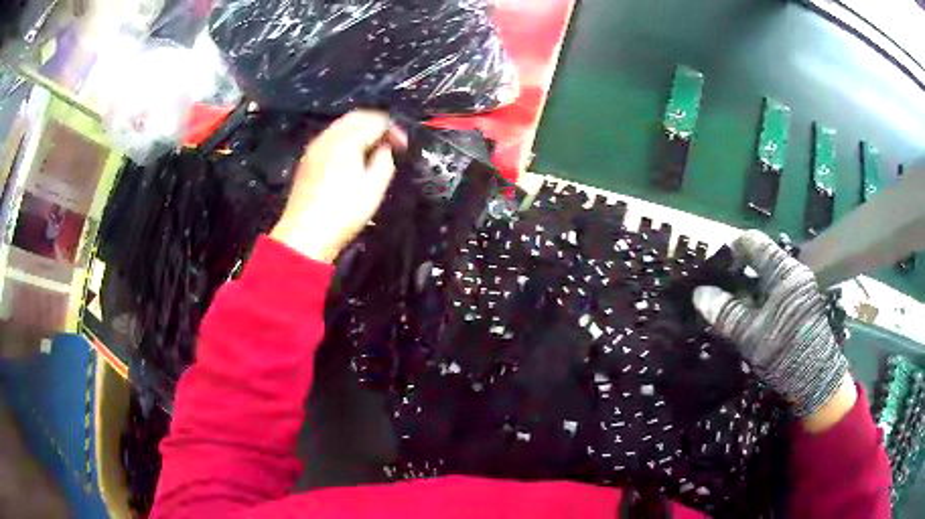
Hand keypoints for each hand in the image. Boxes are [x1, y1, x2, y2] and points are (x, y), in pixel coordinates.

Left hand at [271, 110, 406, 262]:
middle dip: (377, 124)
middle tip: (390, 142)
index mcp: (347, 141)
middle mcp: (329, 137)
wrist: (304, 235)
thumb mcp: (374, 189)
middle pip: (357, 117)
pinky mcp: (308, 159)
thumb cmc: (343, 213)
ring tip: (373, 148)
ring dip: (361, 130)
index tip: (402, 146)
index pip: (376, 121)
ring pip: (342, 125)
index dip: (394, 130)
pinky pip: (331, 136)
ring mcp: (315, 147)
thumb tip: (385, 148)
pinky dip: (346, 138)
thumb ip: (384, 161)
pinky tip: (351, 156)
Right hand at [691, 230, 853, 430]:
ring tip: (725, 310)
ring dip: (744, 292)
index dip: (730, 252)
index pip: (752, 243)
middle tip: (714, 294)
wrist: (816, 381)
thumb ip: (725, 312)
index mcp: (783, 271)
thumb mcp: (751, 334)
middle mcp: (792, 273)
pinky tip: (744, 320)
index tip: (712, 271)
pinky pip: (772, 294)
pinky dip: (756, 302)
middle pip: (758, 261)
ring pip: (764, 280)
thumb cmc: (785, 353)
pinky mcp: (799, 306)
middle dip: (734, 275)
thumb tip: (699, 294)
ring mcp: (798, 289)